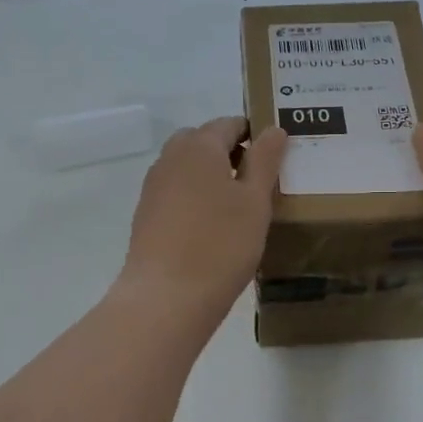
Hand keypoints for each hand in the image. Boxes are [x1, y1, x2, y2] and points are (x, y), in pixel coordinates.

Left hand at [116, 117, 286, 321]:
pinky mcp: (146, 214)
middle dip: (230, 152)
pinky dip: (195, 196)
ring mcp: (154, 187)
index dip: (254, 133)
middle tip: (259, 180)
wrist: (166, 298)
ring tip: (238, 205)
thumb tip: (273, 129)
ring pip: (187, 167)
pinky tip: (212, 225)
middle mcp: (170, 158)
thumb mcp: (255, 201)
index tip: (276, 154)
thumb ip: (265, 160)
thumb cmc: (220, 245)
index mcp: (199, 146)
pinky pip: (176, 191)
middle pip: (203, 141)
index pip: (229, 124)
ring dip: (211, 175)